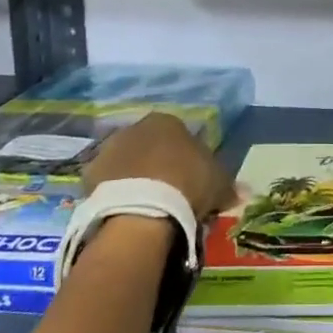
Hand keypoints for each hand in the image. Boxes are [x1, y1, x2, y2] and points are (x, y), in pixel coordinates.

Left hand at [85, 112, 235, 219]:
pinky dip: (116, 194)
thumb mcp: (219, 184)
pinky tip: (125, 212)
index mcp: (167, 120)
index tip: (192, 180)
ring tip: (146, 207)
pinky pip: (107, 183)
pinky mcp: (89, 174)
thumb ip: (229, 184)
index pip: (180, 134)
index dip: (187, 158)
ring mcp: (109, 149)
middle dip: (158, 165)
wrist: (141, 210)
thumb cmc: (187, 184)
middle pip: (150, 146)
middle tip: (169, 194)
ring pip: (126, 163)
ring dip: (134, 177)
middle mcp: (135, 126)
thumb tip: (243, 192)